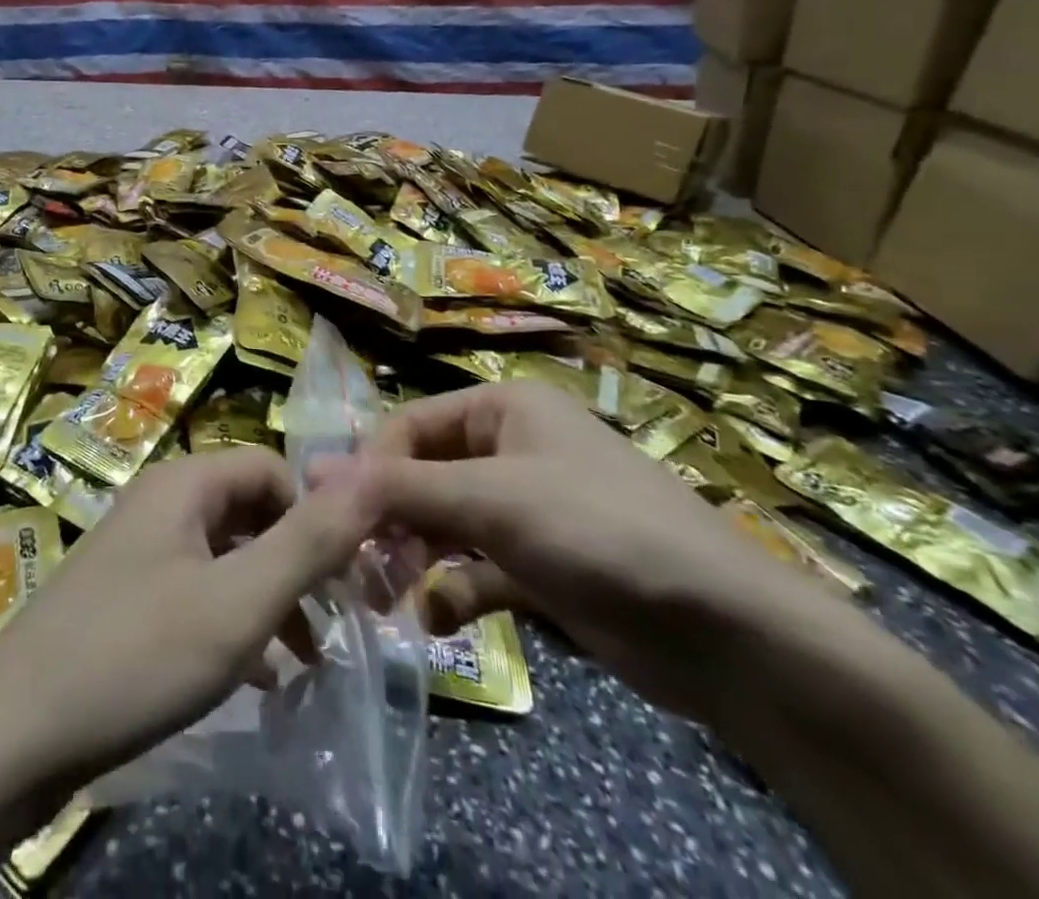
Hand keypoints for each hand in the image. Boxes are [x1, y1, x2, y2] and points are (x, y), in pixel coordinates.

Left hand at [0, 447, 381, 807]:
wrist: (12, 737)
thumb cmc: (137, 656)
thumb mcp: (239, 602)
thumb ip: (309, 540)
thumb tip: (374, 474)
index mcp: (184, 484)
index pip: (272, 469)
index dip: (316, 513)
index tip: (348, 576)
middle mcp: (159, 502)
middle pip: (249, 512)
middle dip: (297, 562)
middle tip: (336, 623)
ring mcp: (137, 550)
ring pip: (225, 557)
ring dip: (270, 598)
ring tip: (306, 659)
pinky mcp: (123, 597)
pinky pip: (195, 591)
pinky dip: (232, 622)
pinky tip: (256, 676)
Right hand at [333, 379, 840, 722]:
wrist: (724, 631)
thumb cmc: (596, 530)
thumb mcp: (490, 499)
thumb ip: (400, 488)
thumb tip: (315, 471)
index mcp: (504, 408)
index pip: (410, 424)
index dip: (370, 467)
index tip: (336, 516)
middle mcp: (512, 448)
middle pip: (425, 475)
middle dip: (391, 520)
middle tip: (356, 566)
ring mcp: (527, 509)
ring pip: (446, 524)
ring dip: (415, 558)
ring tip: (388, 599)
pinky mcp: (541, 565)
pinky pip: (477, 568)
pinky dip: (455, 591)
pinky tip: (439, 620)